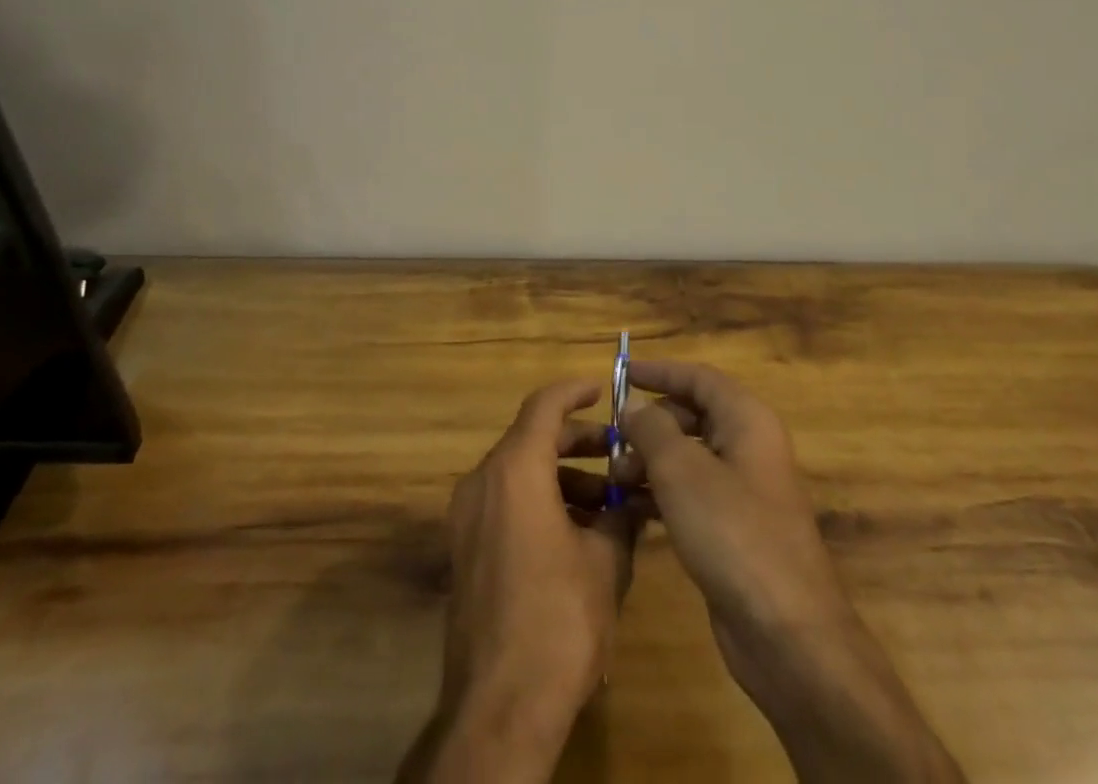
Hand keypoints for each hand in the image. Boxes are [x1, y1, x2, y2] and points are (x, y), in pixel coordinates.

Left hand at [399, 379, 636, 783]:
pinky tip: (579, 533)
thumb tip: (632, 498)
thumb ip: (620, 516)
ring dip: (564, 477)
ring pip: (520, 473)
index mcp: (515, 470)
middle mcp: (483, 481)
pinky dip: (541, 502)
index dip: (575, 391)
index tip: (603, 388)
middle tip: (619, 452)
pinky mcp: (465, 549)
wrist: (499, 708)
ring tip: (610, 502)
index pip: (545, 405)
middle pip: (532, 438)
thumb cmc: (558, 621)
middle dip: (578, 441)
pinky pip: (506, 503)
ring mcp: (468, 517)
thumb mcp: (605, 562)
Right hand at [619, 361, 962, 783]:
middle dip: (651, 423)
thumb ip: (652, 429)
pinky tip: (631, 506)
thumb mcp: (682, 471)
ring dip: (651, 460)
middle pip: (693, 414)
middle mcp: (749, 446)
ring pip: (690, 456)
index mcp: (747, 420)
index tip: (622, 372)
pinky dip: (662, 492)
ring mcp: (745, 490)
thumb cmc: (733, 533)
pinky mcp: (735, 528)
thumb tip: (634, 405)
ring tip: (616, 478)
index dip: (660, 371)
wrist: (787, 633)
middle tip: (613, 440)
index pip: (699, 377)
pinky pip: (693, 493)